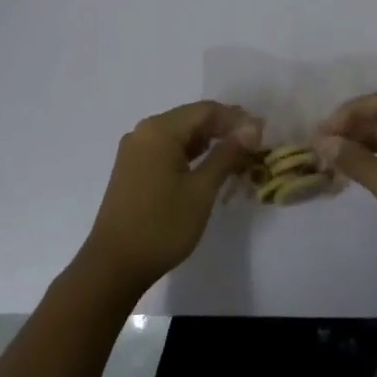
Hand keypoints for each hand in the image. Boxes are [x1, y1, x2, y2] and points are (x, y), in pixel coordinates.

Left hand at [77, 100, 262, 298]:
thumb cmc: (162, 225)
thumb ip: (227, 154)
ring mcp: (135, 151)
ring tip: (236, 156)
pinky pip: (166, 150)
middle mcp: (144, 132)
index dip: (235, 118)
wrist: (114, 265)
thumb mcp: (201, 190)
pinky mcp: (132, 169)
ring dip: (207, 142)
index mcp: (159, 130)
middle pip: (191, 119)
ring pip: (179, 135)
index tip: (262, 132)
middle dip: (222, 129)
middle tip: (253, 145)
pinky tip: (208, 167)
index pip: (205, 110)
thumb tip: (252, 127)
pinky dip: (189, 155)